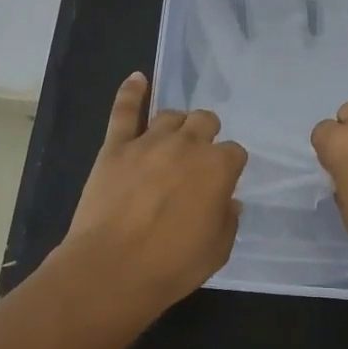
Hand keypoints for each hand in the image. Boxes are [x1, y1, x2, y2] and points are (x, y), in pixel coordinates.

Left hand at [61, 73, 248, 310]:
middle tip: (198, 159)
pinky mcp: (116, 147)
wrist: (112, 269)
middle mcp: (188, 144)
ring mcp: (149, 141)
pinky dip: (131, 92)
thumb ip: (227, 219)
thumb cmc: (172, 265)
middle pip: (205, 121)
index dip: (229, 167)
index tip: (222, 182)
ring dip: (177, 125)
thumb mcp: (218, 250)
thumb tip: (227, 201)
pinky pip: (125, 111)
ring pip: (171, 115)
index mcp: (219, 168)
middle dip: (207, 135)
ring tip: (173, 140)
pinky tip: (137, 79)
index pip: (235, 152)